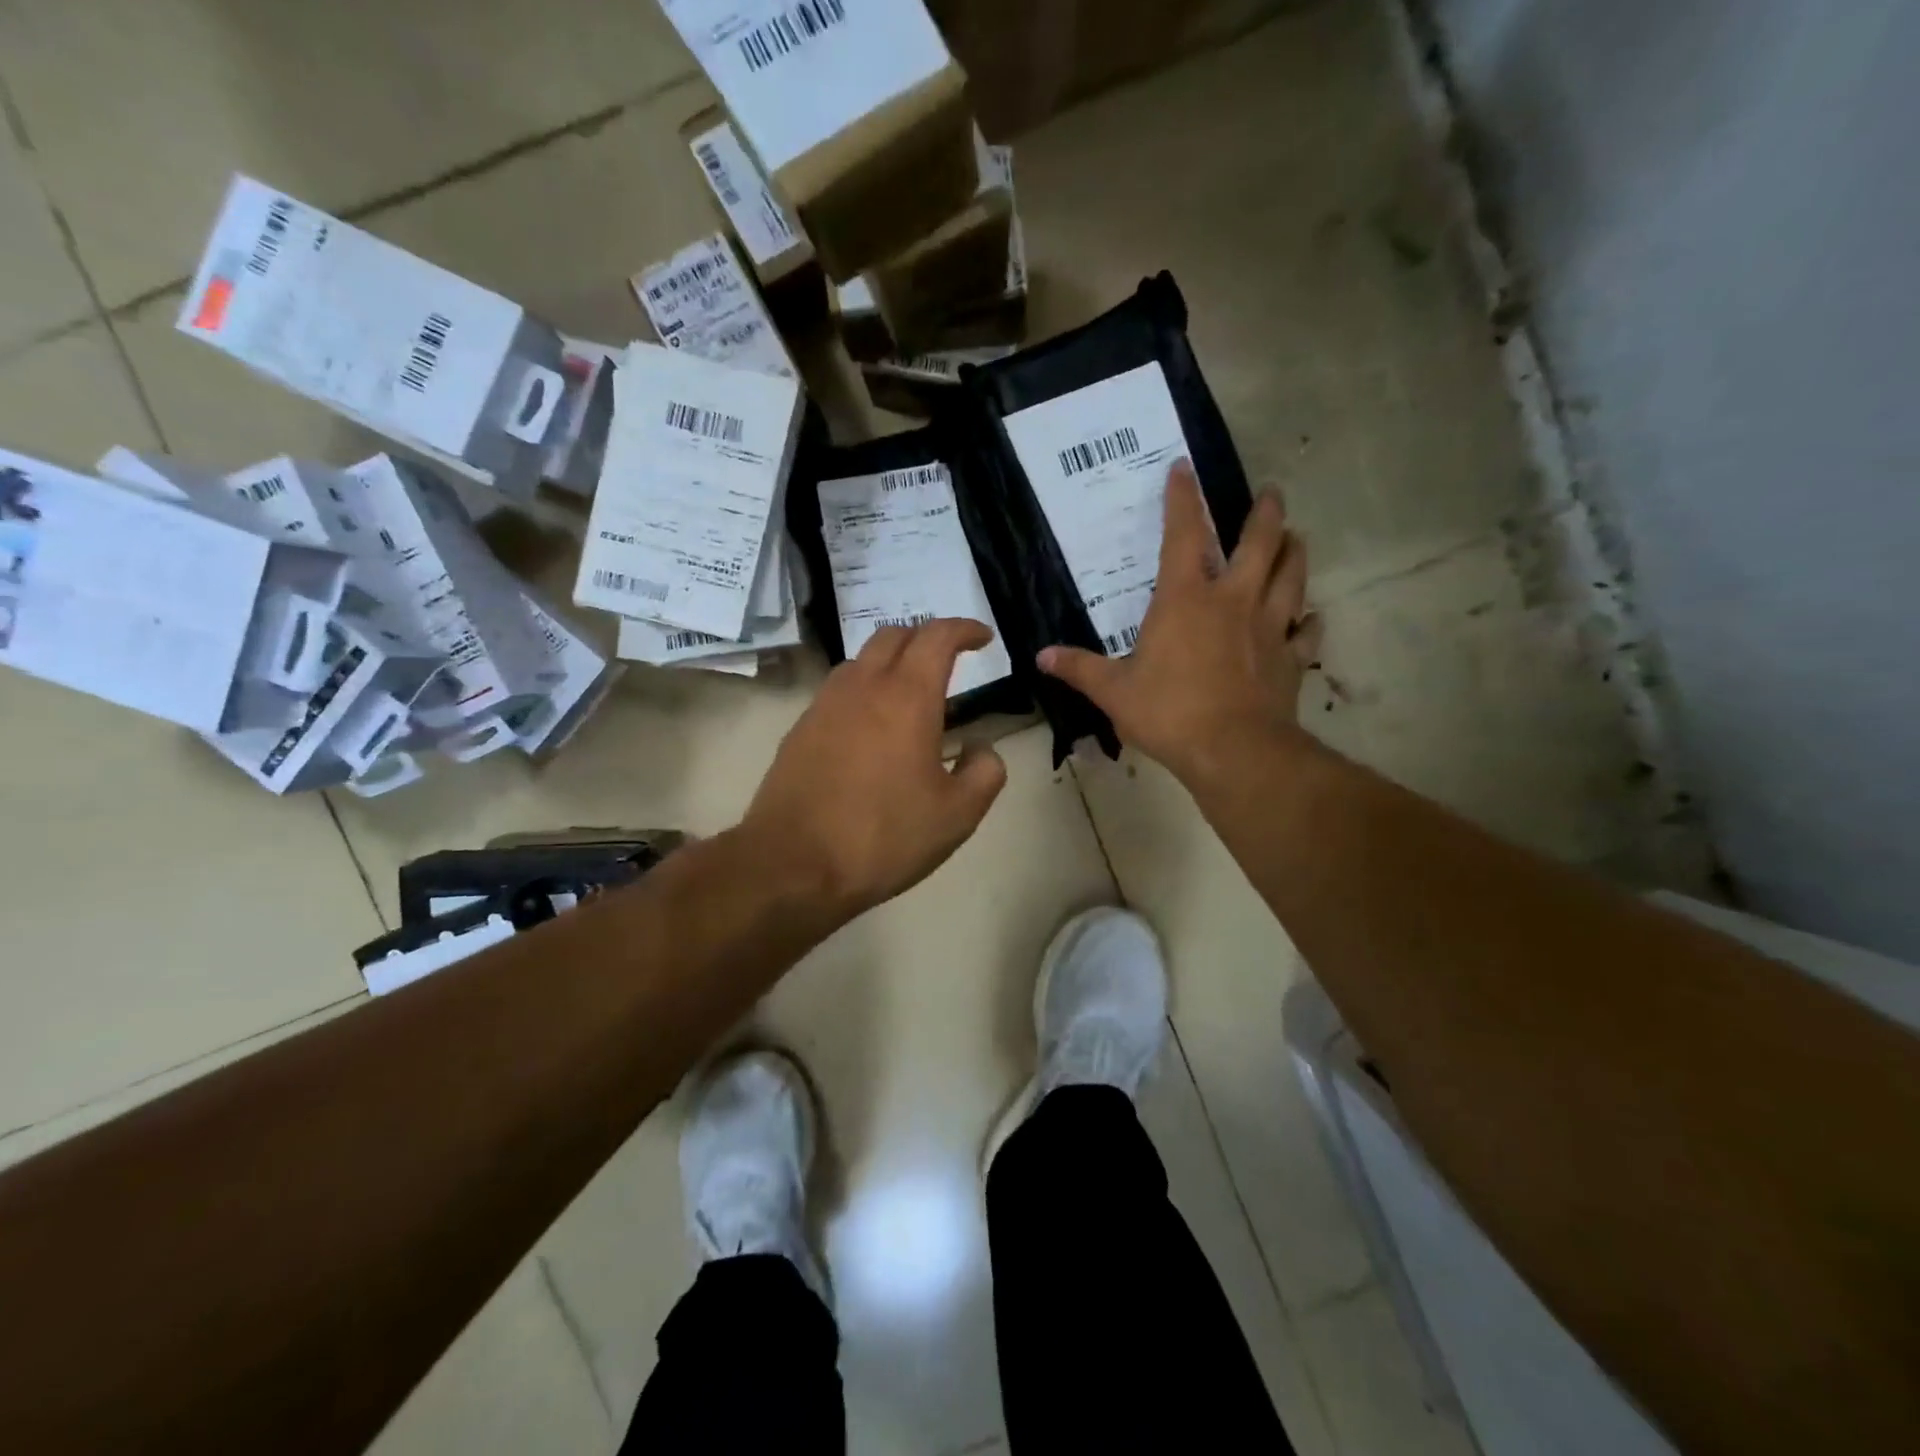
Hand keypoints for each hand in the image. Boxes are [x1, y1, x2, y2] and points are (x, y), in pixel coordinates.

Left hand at [743, 619, 1008, 921]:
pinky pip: (838, 691)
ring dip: (891, 663)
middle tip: (948, 660)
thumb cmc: (883, 836)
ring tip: (910, 695)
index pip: (938, 636)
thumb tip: (981, 747)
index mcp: (907, 696)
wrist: (792, 865)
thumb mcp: (957, 815)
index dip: (964, 628)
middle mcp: (862, 686)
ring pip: (861, 660)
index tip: (982, 637)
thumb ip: (984, 771)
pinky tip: (872, 729)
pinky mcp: (800, 729)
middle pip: (894, 635)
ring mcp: (824, 705)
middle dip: (925, 637)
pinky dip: (864, 691)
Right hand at [1038, 459, 1321, 787]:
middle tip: (1271, 493)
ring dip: (1294, 553)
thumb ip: (1079, 669)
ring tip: (1296, 537)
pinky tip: (1311, 618)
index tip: (1184, 467)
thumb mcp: (1113, 692)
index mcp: (1186, 599)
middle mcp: (1233, 601)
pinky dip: (1310, 622)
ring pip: (1291, 577)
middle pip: (1259, 543)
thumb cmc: (1169, 712)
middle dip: (1265, 513)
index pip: (1184, 534)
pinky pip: (1307, 633)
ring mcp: (1269, 628)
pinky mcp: (1291, 659)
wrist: (1233, 750)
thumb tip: (1041, 656)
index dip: (1182, 498)